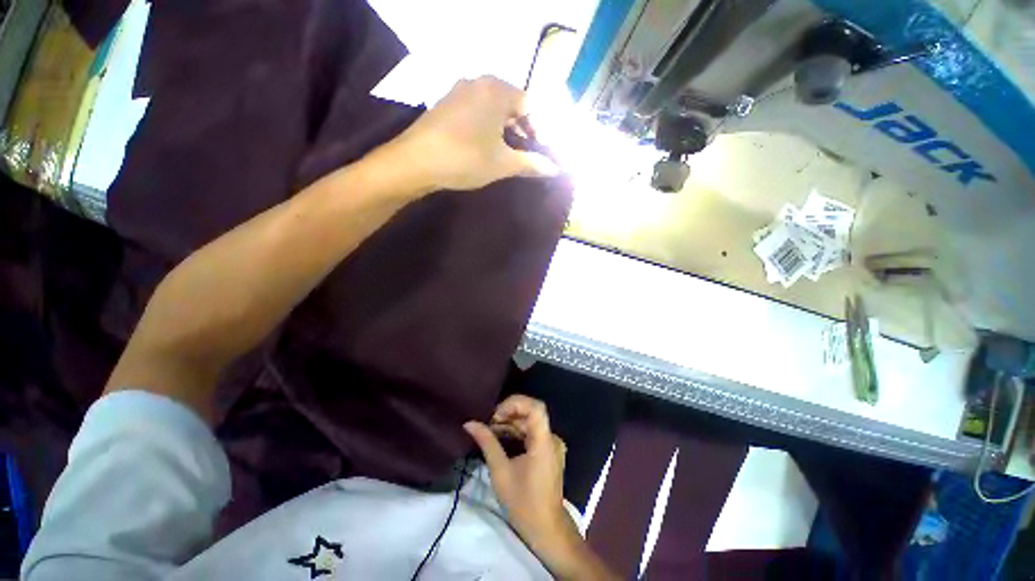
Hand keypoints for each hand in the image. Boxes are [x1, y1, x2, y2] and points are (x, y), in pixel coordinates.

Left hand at [385, 76, 559, 193]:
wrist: (416, 162)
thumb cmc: (466, 159)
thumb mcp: (503, 164)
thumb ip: (532, 164)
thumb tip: (555, 169)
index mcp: (497, 89)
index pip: (529, 104)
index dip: (538, 129)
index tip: (539, 151)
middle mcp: (478, 82)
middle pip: (510, 103)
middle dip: (521, 129)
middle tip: (525, 153)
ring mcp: (458, 91)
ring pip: (492, 107)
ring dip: (504, 129)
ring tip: (506, 153)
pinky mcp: (445, 103)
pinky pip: (475, 110)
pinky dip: (486, 126)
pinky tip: (483, 146)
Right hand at [464, 395, 572, 548]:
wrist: (545, 528)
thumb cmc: (523, 503)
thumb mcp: (500, 472)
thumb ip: (487, 443)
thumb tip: (469, 424)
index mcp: (544, 442)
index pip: (536, 407)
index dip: (515, 403)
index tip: (496, 415)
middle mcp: (551, 437)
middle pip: (531, 412)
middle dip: (508, 413)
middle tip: (488, 423)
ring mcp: (551, 443)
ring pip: (530, 421)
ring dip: (510, 422)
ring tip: (490, 430)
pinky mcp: (548, 449)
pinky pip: (532, 432)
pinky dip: (516, 431)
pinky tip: (500, 437)